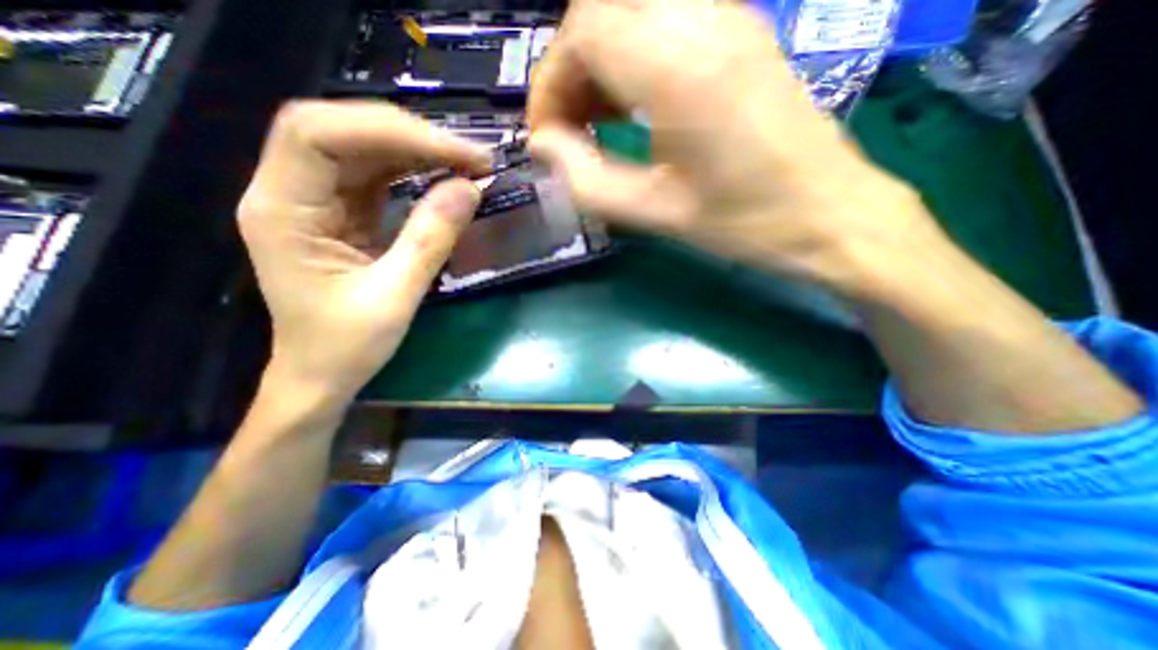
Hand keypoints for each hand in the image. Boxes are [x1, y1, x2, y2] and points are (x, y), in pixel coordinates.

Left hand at [233, 101, 485, 407]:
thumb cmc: (347, 346)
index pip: (319, 133)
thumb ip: (431, 239)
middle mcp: (289, 192)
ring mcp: (315, 200)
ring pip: (361, 148)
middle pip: (341, 130)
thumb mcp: (395, 296)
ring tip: (465, 161)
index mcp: (283, 210)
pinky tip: (443, 174)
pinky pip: (374, 175)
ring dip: (416, 149)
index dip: (391, 131)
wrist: (321, 375)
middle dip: (410, 135)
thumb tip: (470, 188)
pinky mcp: (339, 212)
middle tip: (470, 155)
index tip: (456, 153)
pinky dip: (412, 169)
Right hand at [528, 1, 945, 296]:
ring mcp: (730, 20)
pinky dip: (630, 59)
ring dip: (599, 61)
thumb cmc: (743, 223)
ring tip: (594, 121)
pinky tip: (631, 108)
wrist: (828, 215)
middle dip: (570, 68)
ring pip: (632, 9)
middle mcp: (706, 21)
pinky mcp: (740, 35)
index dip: (550, 82)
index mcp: (681, 69)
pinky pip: (664, 21)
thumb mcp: (655, 212)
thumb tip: (543, 147)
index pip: (584, 31)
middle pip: (602, 7)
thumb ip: (588, 180)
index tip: (546, 137)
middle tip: (568, 128)